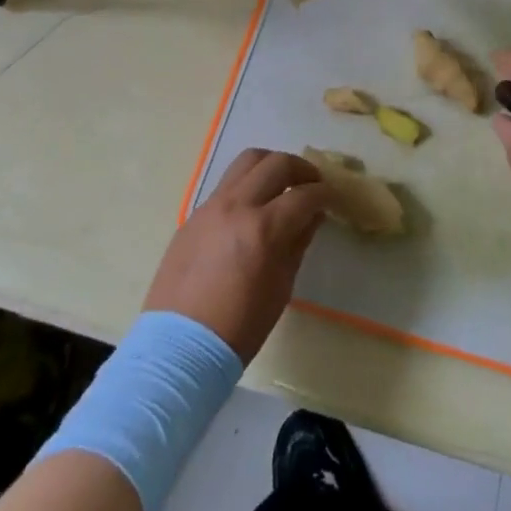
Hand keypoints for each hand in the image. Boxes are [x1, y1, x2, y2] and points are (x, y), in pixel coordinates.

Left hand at [143, 149, 330, 362]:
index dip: (324, 193)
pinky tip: (252, 207)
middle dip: (301, 169)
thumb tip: (312, 215)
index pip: (303, 195)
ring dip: (271, 165)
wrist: (178, 348)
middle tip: (312, 183)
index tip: (332, 197)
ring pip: (247, 162)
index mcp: (263, 229)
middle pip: (276, 163)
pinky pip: (226, 184)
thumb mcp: (281, 288)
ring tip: (282, 182)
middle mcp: (237, 206)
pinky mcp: (194, 214)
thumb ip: (298, 243)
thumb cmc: (239, 328)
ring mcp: (211, 206)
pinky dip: (246, 185)